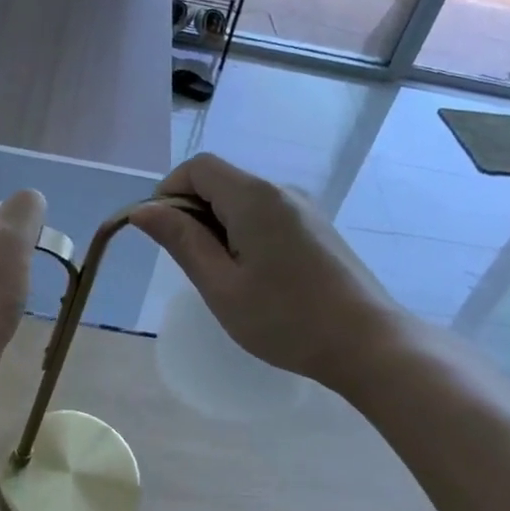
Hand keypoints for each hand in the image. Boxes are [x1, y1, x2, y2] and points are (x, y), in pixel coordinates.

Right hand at [130, 154, 394, 391]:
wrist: (367, 343)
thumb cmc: (285, 319)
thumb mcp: (221, 285)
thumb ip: (181, 241)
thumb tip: (142, 210)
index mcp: (255, 197)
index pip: (198, 167)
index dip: (169, 192)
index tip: (163, 235)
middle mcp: (281, 191)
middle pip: (220, 180)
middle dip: (192, 213)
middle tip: (193, 266)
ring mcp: (303, 208)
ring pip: (242, 200)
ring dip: (218, 227)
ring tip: (224, 278)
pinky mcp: (316, 227)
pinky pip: (265, 215)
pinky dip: (243, 233)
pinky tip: (254, 277)